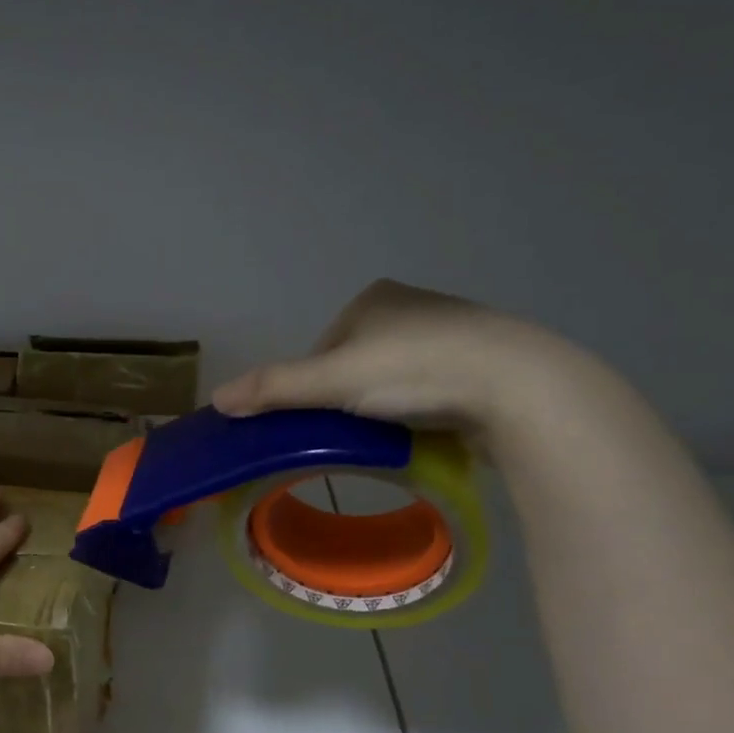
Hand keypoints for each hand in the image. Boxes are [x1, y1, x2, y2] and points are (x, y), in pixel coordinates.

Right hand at [211, 278, 586, 440]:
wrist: (517, 384)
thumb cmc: (415, 370)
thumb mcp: (332, 381)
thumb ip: (274, 389)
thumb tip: (216, 398)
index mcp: (372, 298)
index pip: (321, 350)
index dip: (313, 387)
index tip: (322, 419)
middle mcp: (411, 306)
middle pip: (355, 365)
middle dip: (350, 398)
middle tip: (357, 432)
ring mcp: (451, 331)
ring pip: (394, 378)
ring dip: (385, 405)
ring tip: (393, 434)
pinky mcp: (481, 361)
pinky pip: (430, 388)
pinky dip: (420, 408)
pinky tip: (426, 428)